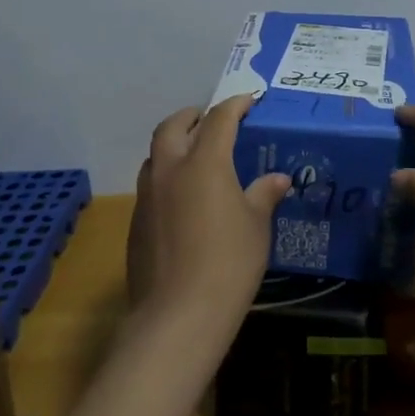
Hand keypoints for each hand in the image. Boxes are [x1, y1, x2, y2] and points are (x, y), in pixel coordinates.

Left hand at [125, 93, 289, 344]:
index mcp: (204, 163)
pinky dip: (166, 178)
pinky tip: (182, 200)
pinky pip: (150, 185)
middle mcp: (170, 170)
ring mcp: (148, 196)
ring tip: (194, 156)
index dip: (235, 105)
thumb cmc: (228, 263)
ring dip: (173, 145)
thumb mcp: (256, 226)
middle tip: (209, 119)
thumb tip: (278, 179)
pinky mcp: (136, 223)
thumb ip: (264, 195)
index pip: (219, 119)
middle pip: (173, 126)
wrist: (178, 315)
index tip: (248, 100)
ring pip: (155, 155)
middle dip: (192, 116)